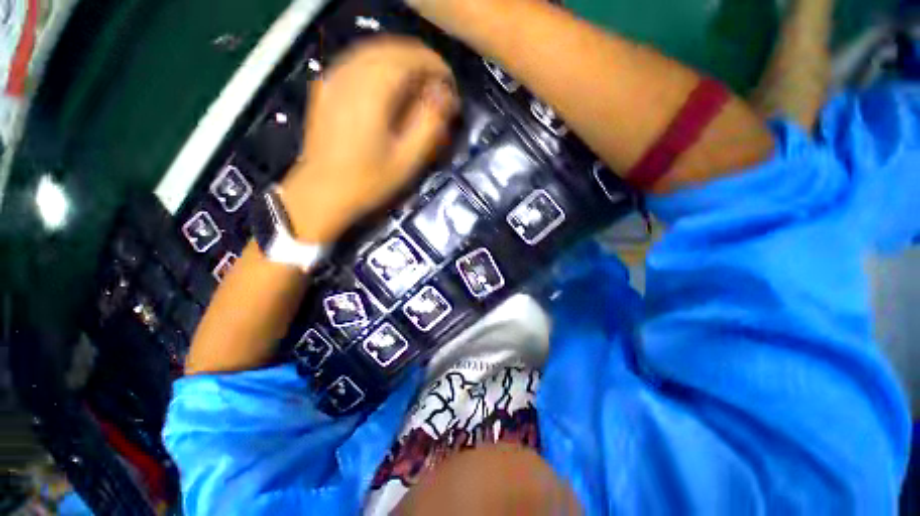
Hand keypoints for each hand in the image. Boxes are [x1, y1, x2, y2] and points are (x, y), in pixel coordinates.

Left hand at [281, 37, 458, 242]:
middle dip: (421, 63)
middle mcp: (351, 73)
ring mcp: (334, 77)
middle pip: (393, 49)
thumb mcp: (407, 159)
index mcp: (373, 90)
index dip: (437, 67)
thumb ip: (430, 124)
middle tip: (437, 88)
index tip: (450, 87)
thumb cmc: (369, 181)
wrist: (323, 192)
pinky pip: (358, 61)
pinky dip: (381, 66)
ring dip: (402, 62)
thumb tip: (446, 97)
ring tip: (418, 86)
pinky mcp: (326, 86)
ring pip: (375, 51)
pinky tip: (389, 86)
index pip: (412, 58)